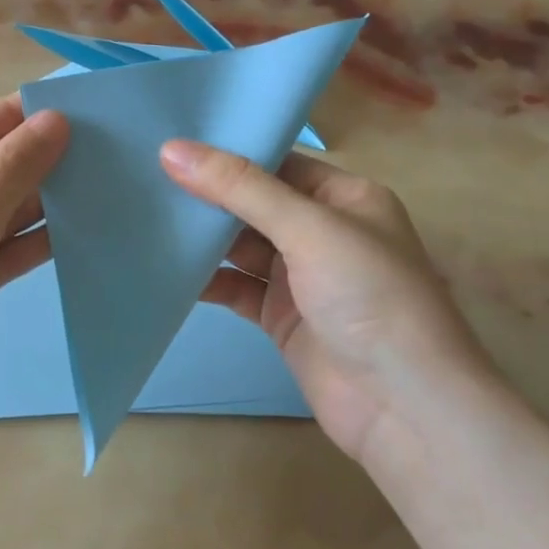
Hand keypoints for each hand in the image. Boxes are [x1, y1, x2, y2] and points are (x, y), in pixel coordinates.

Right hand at [160, 140, 496, 467]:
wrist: (403, 406)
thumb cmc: (370, 297)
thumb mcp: (308, 229)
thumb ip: (241, 188)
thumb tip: (171, 150)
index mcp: (345, 198)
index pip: (278, 163)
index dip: (229, 152)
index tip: (171, 142)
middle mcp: (324, 232)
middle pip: (255, 204)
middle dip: (207, 195)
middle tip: (145, 176)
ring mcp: (302, 277)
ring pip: (241, 247)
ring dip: (202, 238)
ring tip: (146, 217)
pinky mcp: (281, 317)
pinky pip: (236, 288)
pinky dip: (207, 280)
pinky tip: (168, 271)